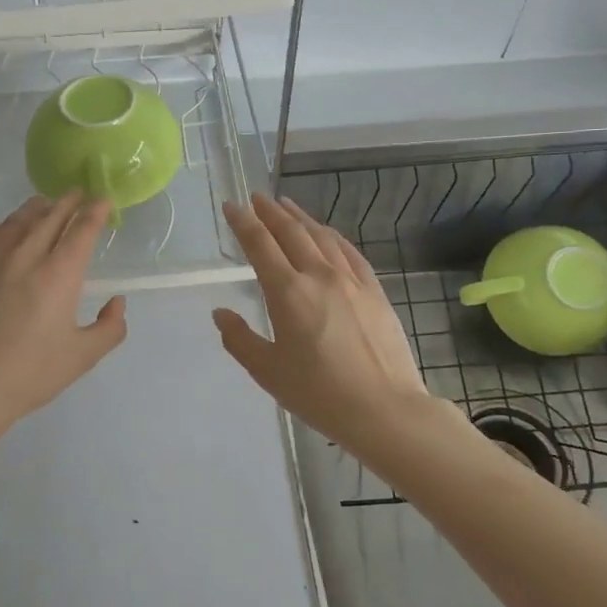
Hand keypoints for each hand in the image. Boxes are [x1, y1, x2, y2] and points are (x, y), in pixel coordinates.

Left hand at [0, 192, 127, 431]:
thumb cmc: (30, 374)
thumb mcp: (82, 357)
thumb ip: (109, 327)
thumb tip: (117, 302)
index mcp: (59, 275)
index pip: (82, 230)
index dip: (95, 212)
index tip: (103, 200)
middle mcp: (25, 258)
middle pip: (49, 218)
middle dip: (67, 203)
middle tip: (77, 193)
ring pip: (14, 223)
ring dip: (33, 209)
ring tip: (41, 203)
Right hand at [214, 194, 439, 451]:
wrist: (385, 409)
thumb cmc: (320, 394)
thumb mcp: (268, 372)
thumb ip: (240, 339)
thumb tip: (220, 313)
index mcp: (288, 293)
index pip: (260, 244)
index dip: (243, 222)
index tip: (231, 205)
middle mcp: (319, 275)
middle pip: (291, 232)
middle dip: (270, 212)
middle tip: (256, 197)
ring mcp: (351, 280)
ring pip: (321, 236)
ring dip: (300, 217)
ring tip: (286, 205)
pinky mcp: (374, 290)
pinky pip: (349, 251)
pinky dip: (331, 236)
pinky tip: (326, 233)